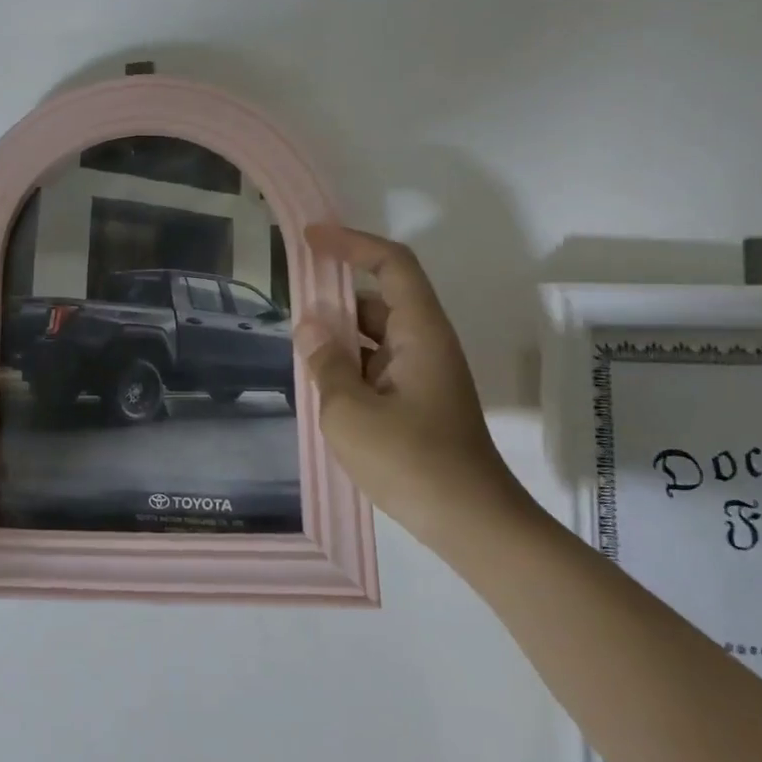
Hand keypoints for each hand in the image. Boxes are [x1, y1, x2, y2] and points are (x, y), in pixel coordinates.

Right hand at [294, 225, 528, 547]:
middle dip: (336, 295)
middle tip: (292, 303)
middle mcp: (425, 345)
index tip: (311, 238)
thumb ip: (326, 362)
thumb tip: (310, 327)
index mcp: (419, 333)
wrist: (469, 523)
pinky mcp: (418, 402)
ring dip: (339, 335)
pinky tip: (320, 384)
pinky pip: (377, 366)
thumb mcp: (350, 410)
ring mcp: (423, 375)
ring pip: (376, 336)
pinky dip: (349, 365)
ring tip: (298, 349)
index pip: (392, 265)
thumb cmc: (410, 460)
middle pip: (381, 299)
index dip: (352, 244)